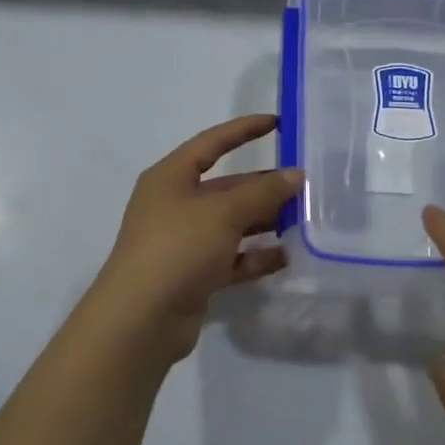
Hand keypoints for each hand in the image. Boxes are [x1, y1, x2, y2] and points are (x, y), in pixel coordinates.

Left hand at [87, 114, 302, 362]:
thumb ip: (263, 192)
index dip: (244, 130)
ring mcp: (183, 242)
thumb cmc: (177, 248)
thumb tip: (296, 175)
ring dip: (263, 221)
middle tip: (304, 184)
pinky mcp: (193, 275)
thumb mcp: (223, 212)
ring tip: (302, 219)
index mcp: (171, 178)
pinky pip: (231, 258)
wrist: (140, 321)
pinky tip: (285, 257)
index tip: (277, 123)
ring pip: (231, 223)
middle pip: (226, 187)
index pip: (212, 143)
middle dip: (263, 185)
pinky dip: (255, 257)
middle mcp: (175, 205)